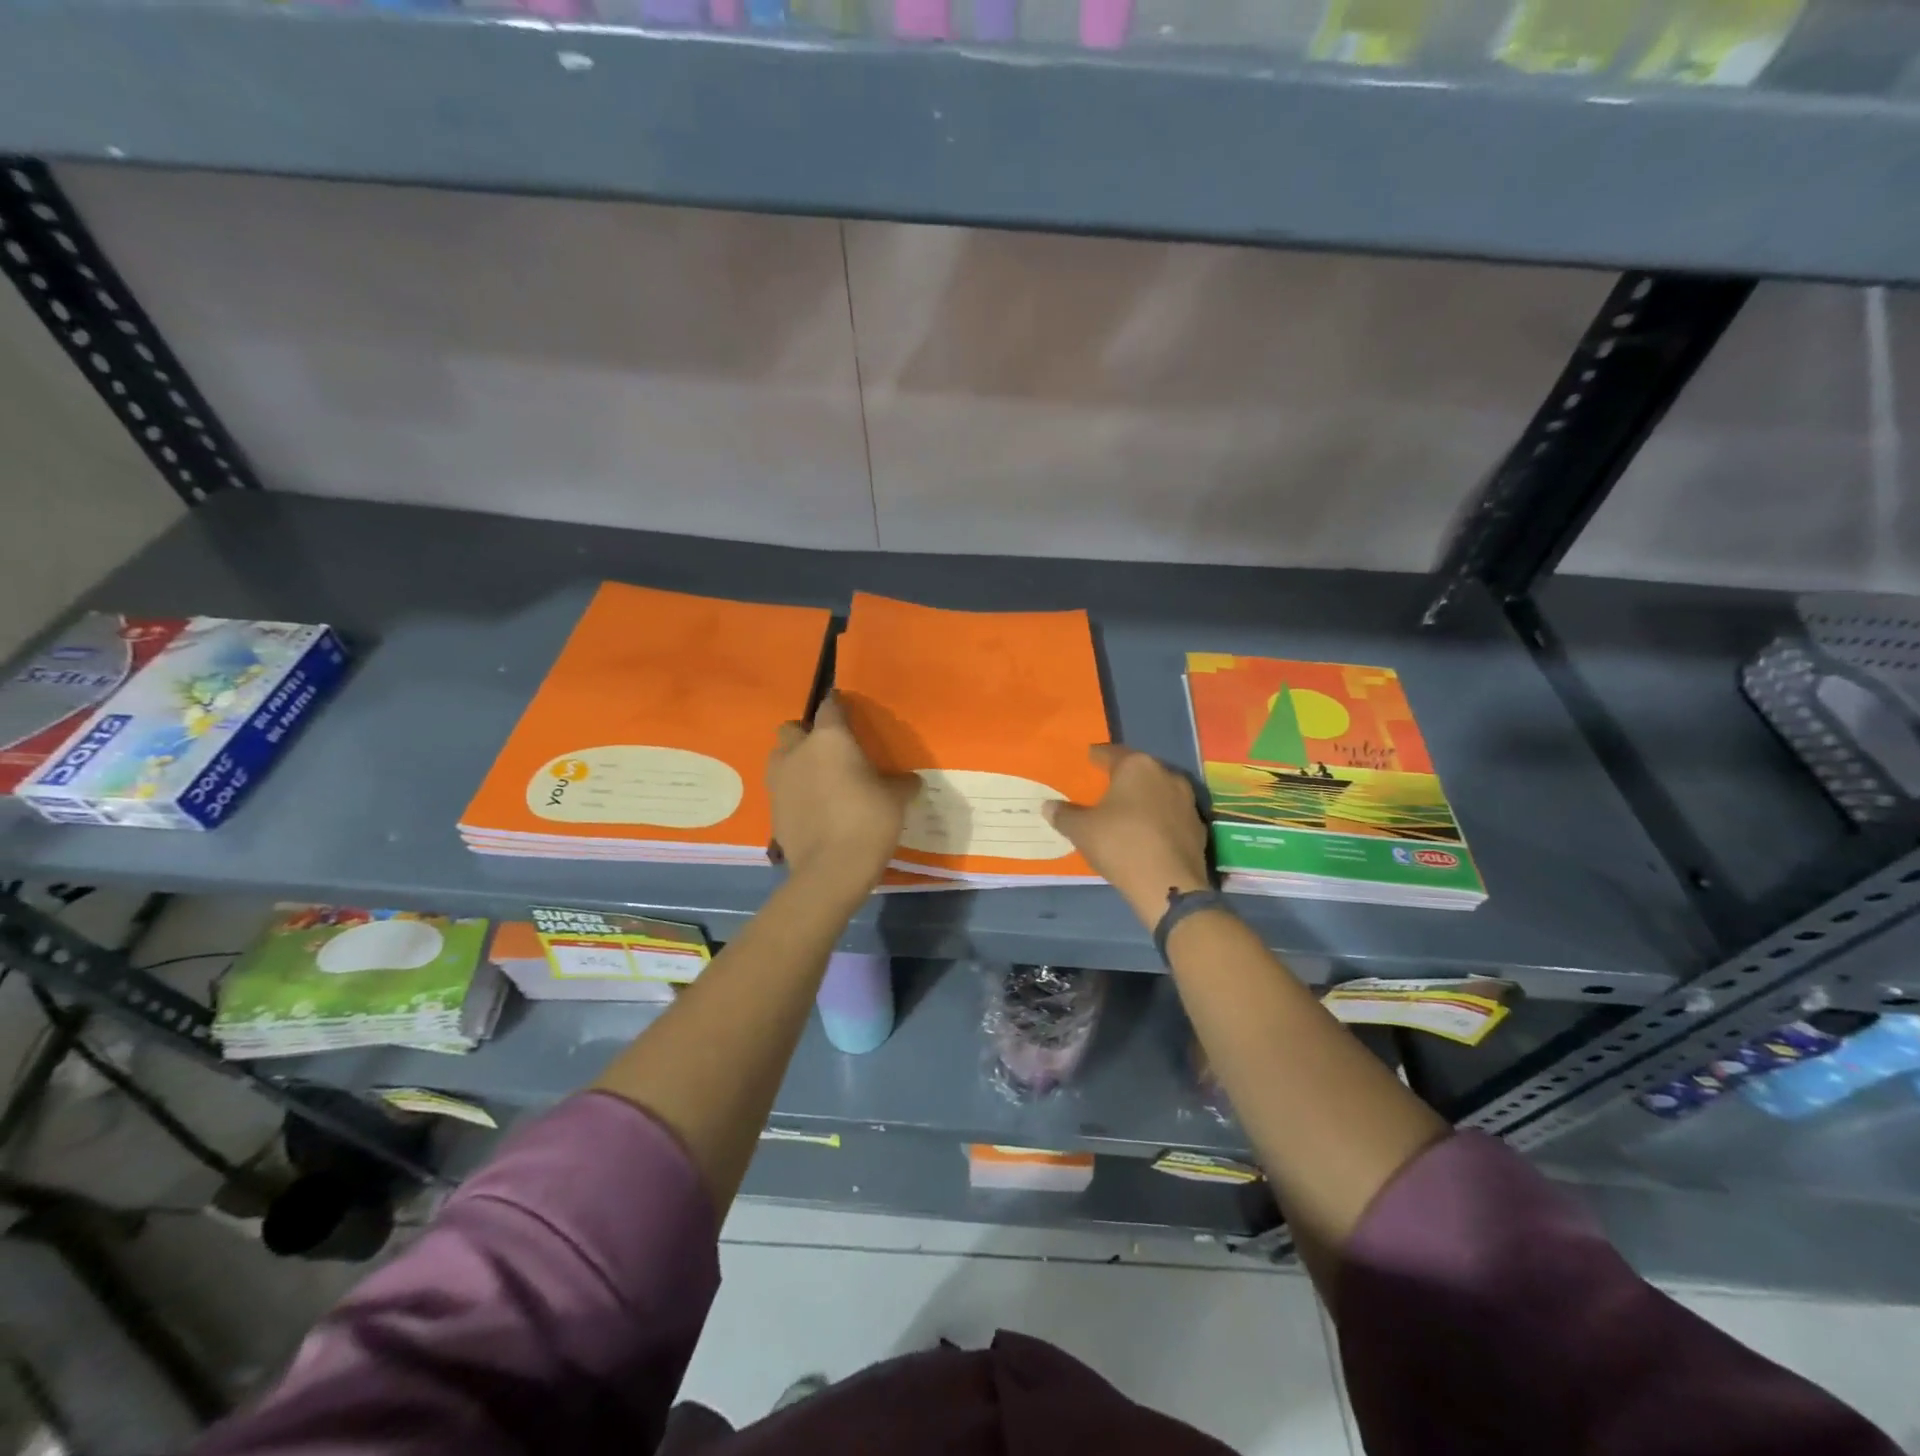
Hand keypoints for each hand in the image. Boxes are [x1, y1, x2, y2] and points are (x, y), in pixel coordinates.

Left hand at [767, 693, 916, 902]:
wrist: (831, 869)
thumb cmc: (868, 820)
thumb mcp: (896, 799)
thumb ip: (901, 784)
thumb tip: (911, 781)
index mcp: (829, 738)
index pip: (829, 706)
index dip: (838, 707)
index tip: (847, 712)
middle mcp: (798, 752)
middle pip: (791, 728)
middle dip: (805, 734)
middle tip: (827, 751)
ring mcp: (779, 781)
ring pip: (779, 757)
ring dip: (793, 761)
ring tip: (815, 779)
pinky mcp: (772, 810)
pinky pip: (780, 790)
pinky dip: (793, 793)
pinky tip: (812, 808)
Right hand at [1044, 744, 1211, 928]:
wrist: (1168, 885)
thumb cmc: (1120, 845)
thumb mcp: (1081, 830)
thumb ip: (1063, 815)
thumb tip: (1048, 806)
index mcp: (1137, 766)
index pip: (1110, 753)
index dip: (1096, 757)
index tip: (1087, 759)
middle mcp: (1166, 774)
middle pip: (1138, 770)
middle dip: (1122, 778)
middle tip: (1104, 788)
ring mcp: (1187, 801)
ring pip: (1158, 792)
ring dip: (1143, 799)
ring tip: (1126, 812)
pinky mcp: (1199, 826)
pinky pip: (1171, 816)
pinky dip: (1158, 820)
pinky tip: (1147, 834)